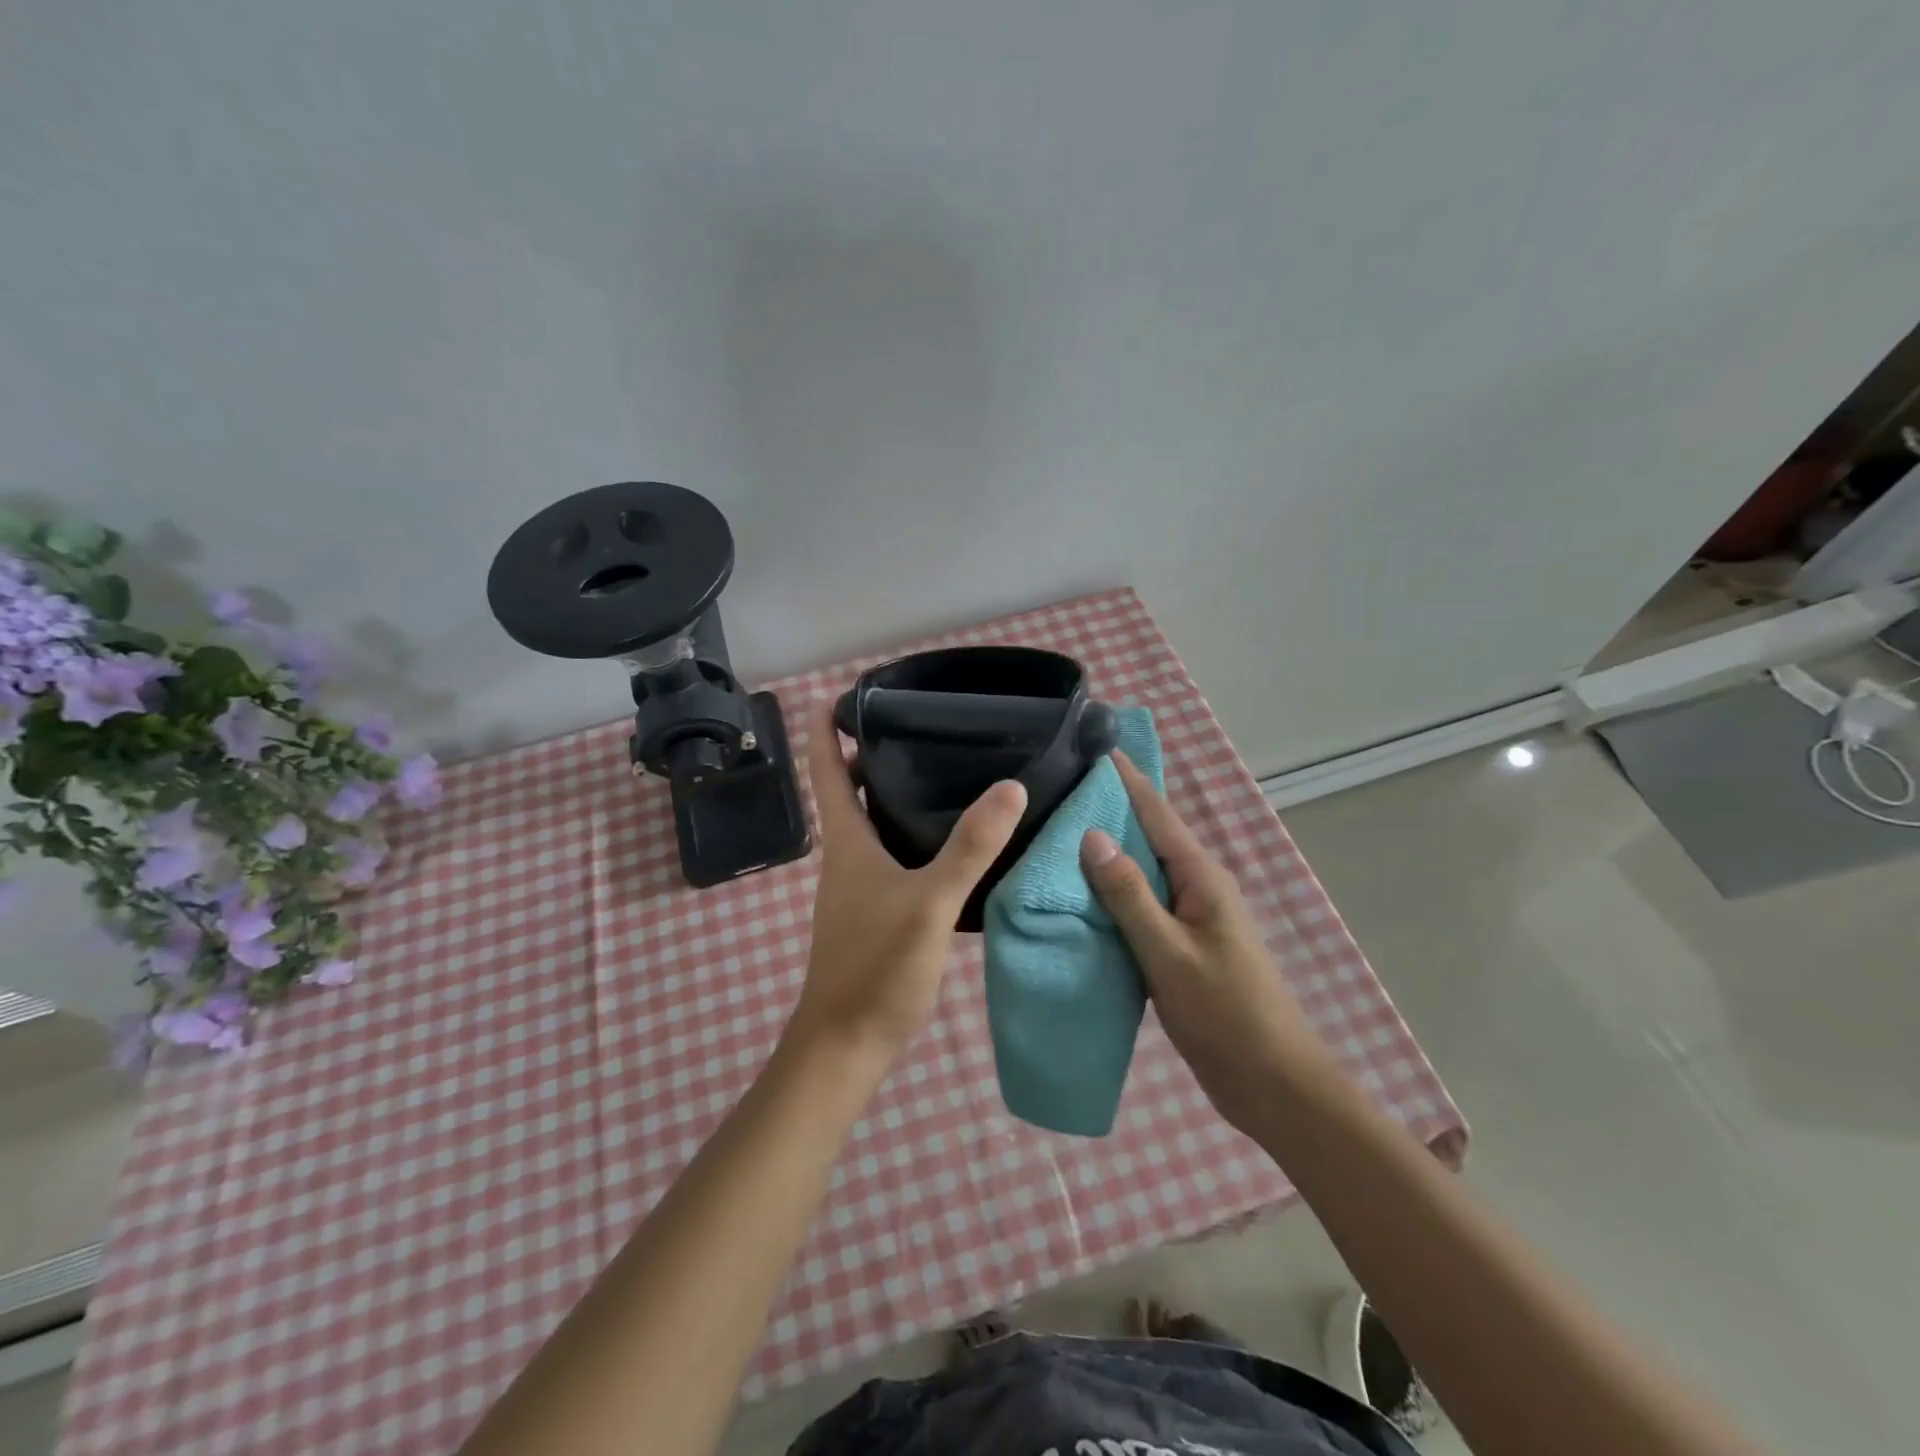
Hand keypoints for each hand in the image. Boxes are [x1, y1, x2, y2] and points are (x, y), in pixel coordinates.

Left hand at [790, 703, 1026, 1063]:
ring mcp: (860, 886)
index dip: (825, 730)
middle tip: (917, 723)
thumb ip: (969, 847)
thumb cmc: (876, 967)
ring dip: (893, 793)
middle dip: (871, 754)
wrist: (847, 1045)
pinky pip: (892, 854)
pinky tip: (951, 837)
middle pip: (851, 791)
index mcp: (847, 842)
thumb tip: (1010, 786)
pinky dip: (912, 833)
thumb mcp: (928, 902)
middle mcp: (847, 857)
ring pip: (873, 823)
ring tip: (941, 767)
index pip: (827, 771)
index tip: (839, 693)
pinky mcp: (877, 911)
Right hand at [1080, 753, 1332, 1135]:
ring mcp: (1189, 917)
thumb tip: (1091, 835)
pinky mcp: (1179, 945)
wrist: (1270, 1083)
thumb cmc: (1224, 1013)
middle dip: (1107, 809)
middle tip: (1057, 790)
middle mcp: (1196, 887)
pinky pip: (1139, 905)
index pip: (1156, 812)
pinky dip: (1110, 893)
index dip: (1125, 779)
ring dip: (1105, 853)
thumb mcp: (1169, 952)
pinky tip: (1077, 896)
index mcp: (1200, 877)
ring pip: (1140, 872)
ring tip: (1056, 835)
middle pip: (1146, 835)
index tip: (1091, 747)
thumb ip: (1129, 894)